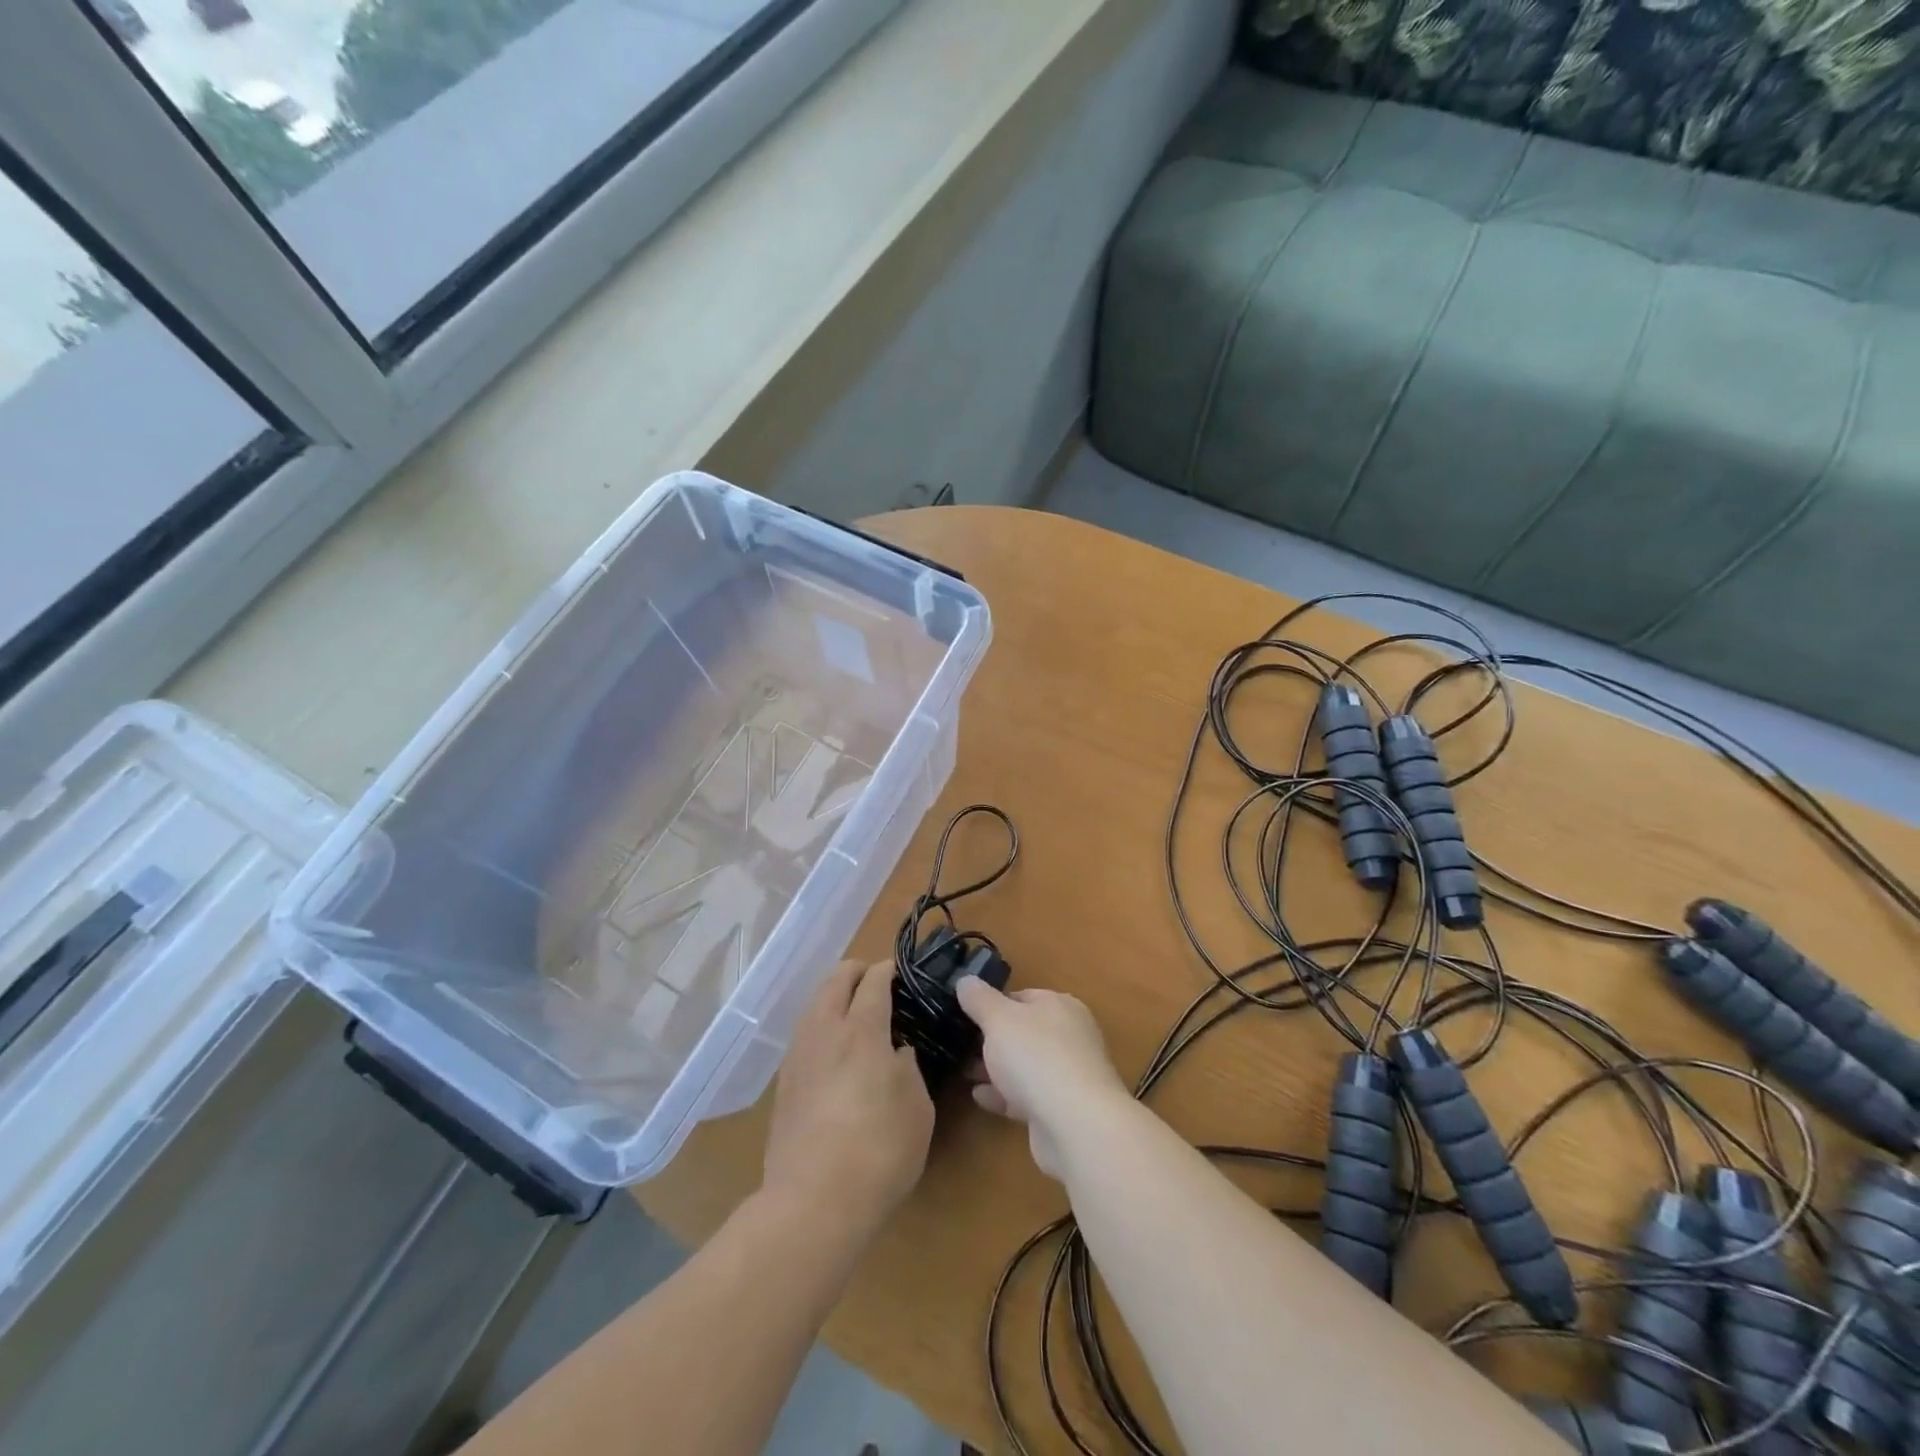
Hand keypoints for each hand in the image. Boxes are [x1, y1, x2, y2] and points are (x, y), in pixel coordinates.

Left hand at [763, 960, 933, 1236]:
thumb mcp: (917, 1109)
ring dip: (833, 995)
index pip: (873, 982)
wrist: (813, 1202)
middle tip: (874, 979)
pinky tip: (831, 1046)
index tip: (897, 969)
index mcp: (862, 1031)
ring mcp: (799, 1056)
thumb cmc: (880, 1153)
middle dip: (855, 971)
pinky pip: (803, 1034)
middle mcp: (826, 1032)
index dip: (886, 970)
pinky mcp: (784, 1083)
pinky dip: (819, 1024)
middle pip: (835, 981)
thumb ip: (909, 1070)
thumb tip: (896, 1053)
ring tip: (851, 1008)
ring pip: (813, 1005)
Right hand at [955, 978, 1128, 1178]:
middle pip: (1023, 1032)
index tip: (965, 1014)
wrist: (1075, 1125)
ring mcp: (1067, 1075)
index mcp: (1060, 1006)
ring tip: (963, 1072)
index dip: (992, 1003)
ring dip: (995, 1068)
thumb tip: (965, 980)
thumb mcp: (999, 1018)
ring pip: (1024, 1066)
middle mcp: (1069, 1037)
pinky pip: (1026, 1096)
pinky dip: (1003, 1095)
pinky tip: (979, 1097)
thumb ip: (979, 999)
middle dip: (991, 1039)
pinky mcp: (1061, 1110)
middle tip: (959, 1045)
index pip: (1022, 996)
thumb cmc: (1036, 1057)